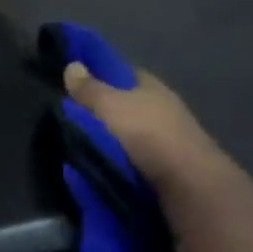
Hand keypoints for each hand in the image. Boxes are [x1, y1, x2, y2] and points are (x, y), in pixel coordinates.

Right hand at [63, 62, 224, 192]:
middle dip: (98, 111)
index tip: (71, 83)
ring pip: (125, 134)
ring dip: (104, 139)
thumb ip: (89, 89)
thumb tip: (71, 65)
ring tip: (72, 144)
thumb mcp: (111, 106)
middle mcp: (160, 109)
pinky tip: (93, 165)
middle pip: (122, 105)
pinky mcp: (161, 168)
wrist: (188, 186)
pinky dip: (113, 160)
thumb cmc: (149, 134)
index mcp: (152, 87)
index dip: (98, 75)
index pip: (121, 73)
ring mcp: (163, 140)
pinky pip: (128, 158)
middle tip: (64, 117)